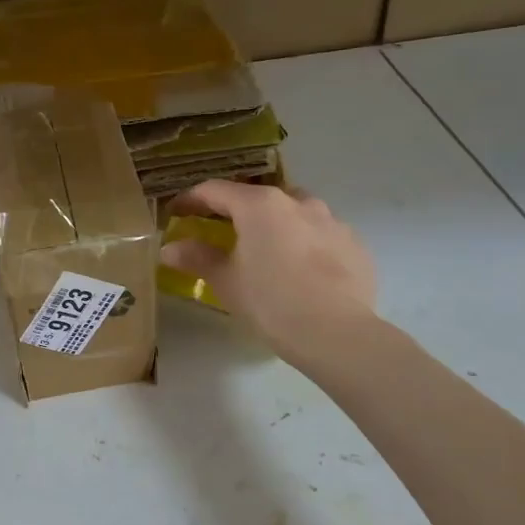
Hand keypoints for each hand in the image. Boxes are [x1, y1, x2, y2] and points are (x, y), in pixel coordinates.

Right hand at [161, 180, 378, 363]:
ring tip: (266, 250)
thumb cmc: (271, 302)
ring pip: (295, 213)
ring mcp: (332, 221)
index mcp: (260, 205)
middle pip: (258, 197)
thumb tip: (169, 249)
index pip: (215, 190)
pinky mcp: (355, 244)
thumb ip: (197, 258)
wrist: (337, 334)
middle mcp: (298, 202)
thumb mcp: (226, 281)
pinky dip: (305, 244)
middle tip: (221, 231)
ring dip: (275, 224)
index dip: (191, 199)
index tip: (176, 212)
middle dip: (236, 211)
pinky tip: (301, 271)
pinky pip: (322, 235)